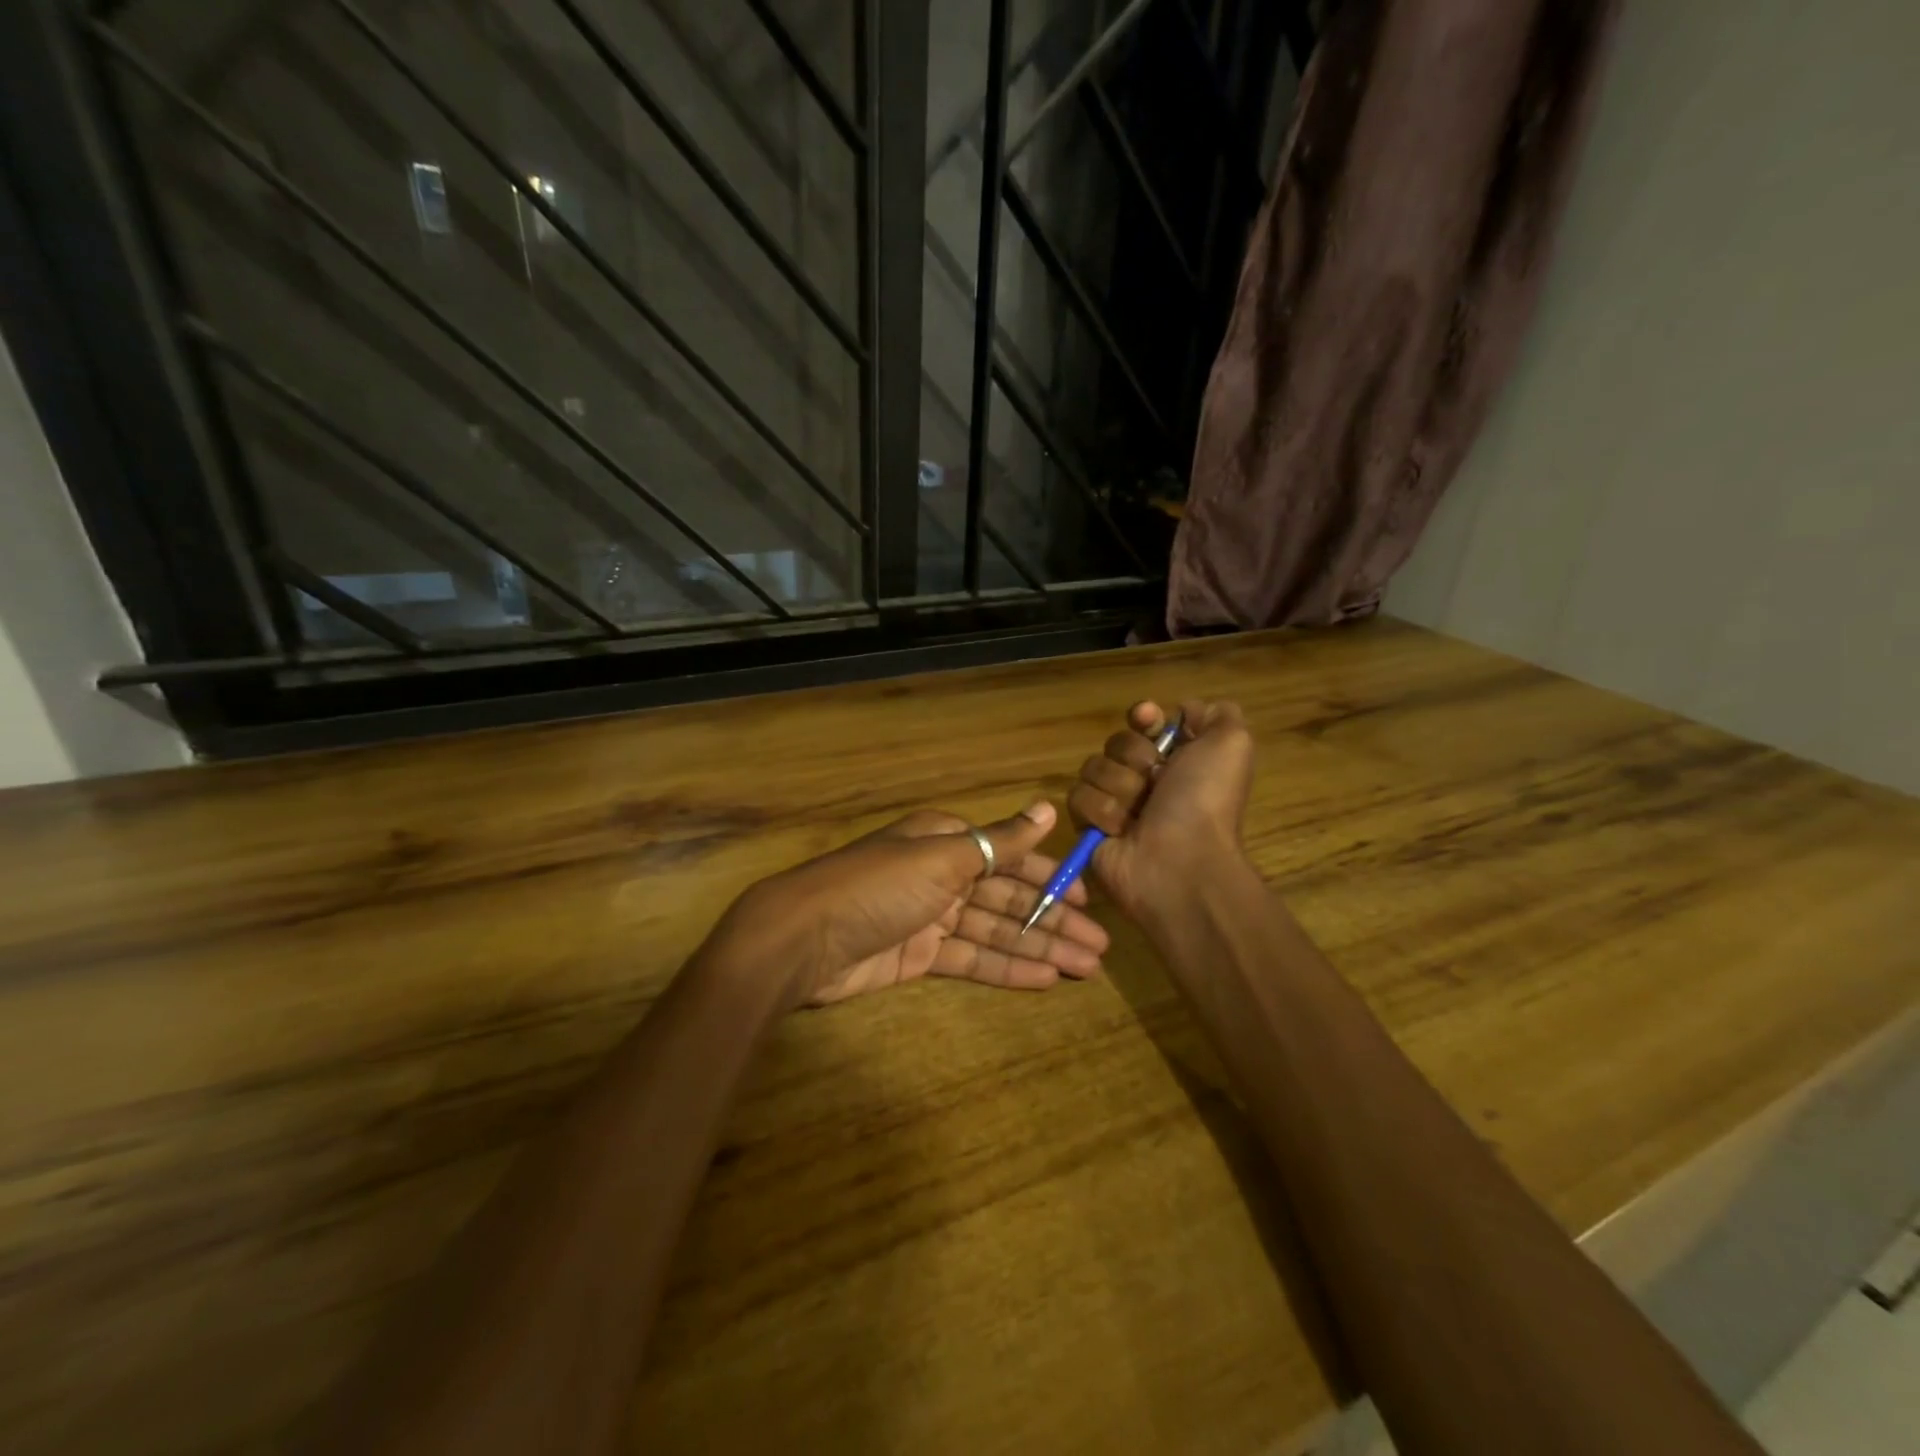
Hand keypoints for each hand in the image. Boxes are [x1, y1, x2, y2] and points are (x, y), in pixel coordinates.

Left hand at [724, 801, 1109, 1005]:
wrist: (804, 938)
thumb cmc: (879, 885)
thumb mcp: (944, 856)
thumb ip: (1000, 841)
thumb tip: (1048, 808)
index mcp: (947, 840)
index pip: (1010, 856)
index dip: (1051, 877)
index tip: (1088, 898)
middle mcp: (942, 874)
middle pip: (1008, 898)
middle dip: (1053, 920)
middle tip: (1100, 947)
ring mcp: (931, 917)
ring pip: (995, 932)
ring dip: (1039, 947)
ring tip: (1085, 968)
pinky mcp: (919, 956)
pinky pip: (972, 959)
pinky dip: (1006, 968)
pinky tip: (1044, 979)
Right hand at [1067, 699, 1256, 922]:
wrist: (1180, 861)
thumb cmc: (1205, 801)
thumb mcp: (1232, 744)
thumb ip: (1215, 714)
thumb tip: (1182, 711)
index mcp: (1179, 759)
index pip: (1145, 722)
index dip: (1144, 717)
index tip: (1148, 720)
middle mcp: (1147, 779)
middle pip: (1117, 742)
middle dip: (1134, 758)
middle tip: (1156, 783)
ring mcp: (1116, 803)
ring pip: (1093, 768)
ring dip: (1119, 788)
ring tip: (1139, 815)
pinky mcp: (1089, 826)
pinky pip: (1078, 797)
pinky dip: (1102, 813)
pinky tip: (1121, 831)